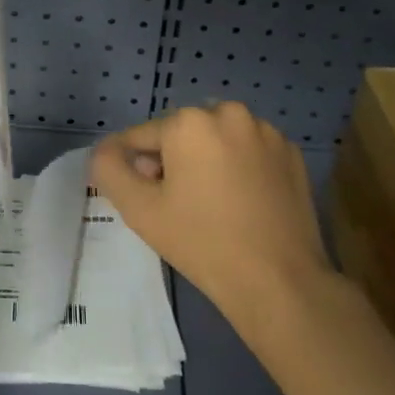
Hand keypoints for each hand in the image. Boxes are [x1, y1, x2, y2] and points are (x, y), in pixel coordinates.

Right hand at [90, 102, 334, 333]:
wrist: (279, 281)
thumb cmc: (202, 242)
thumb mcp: (140, 210)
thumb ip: (109, 170)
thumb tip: (104, 151)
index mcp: (190, 122)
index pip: (142, 136)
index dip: (133, 166)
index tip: (139, 196)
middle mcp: (229, 113)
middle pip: (182, 133)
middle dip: (171, 159)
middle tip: (173, 204)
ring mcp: (266, 131)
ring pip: (218, 139)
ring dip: (206, 159)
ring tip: (209, 203)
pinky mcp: (291, 152)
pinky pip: (250, 150)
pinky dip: (239, 166)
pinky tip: (241, 202)